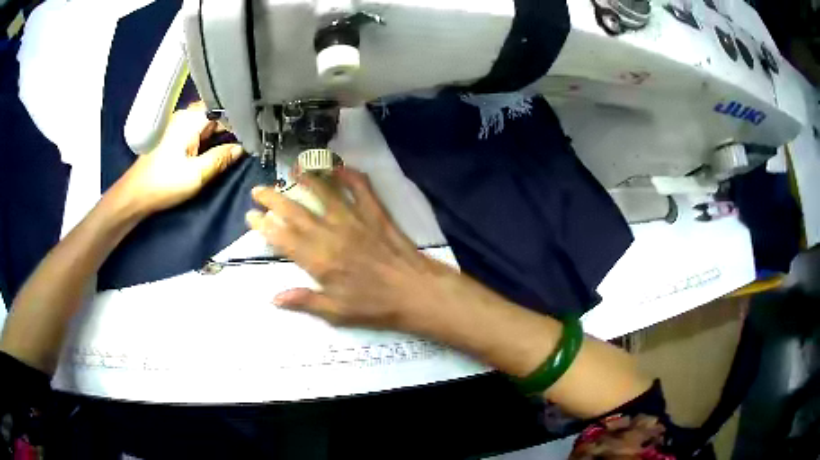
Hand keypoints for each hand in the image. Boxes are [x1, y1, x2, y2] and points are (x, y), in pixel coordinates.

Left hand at [111, 102, 244, 215]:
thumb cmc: (164, 183)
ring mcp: (177, 124)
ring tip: (236, 143)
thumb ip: (221, 158)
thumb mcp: (196, 174)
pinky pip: (197, 129)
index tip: (254, 133)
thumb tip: (241, 149)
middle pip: (215, 114)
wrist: (135, 194)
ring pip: (206, 122)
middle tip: (248, 140)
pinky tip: (216, 147)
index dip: (240, 120)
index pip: (224, 110)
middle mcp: (184, 115)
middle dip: (231, 126)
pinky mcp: (173, 135)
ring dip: (220, 132)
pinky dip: (208, 137)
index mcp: (190, 119)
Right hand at [245, 168, 459, 331]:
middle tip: (259, 190)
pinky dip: (350, 175)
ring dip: (306, 180)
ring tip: (292, 170)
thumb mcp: (337, 313)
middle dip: (274, 199)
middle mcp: (332, 234)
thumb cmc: (376, 306)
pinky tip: (340, 167)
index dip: (264, 226)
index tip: (251, 215)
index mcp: (319, 260)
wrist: (416, 291)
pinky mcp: (375, 213)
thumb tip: (273, 298)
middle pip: (296, 212)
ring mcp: (354, 220)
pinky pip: (361, 188)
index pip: (283, 238)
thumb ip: (304, 301)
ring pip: (324, 194)